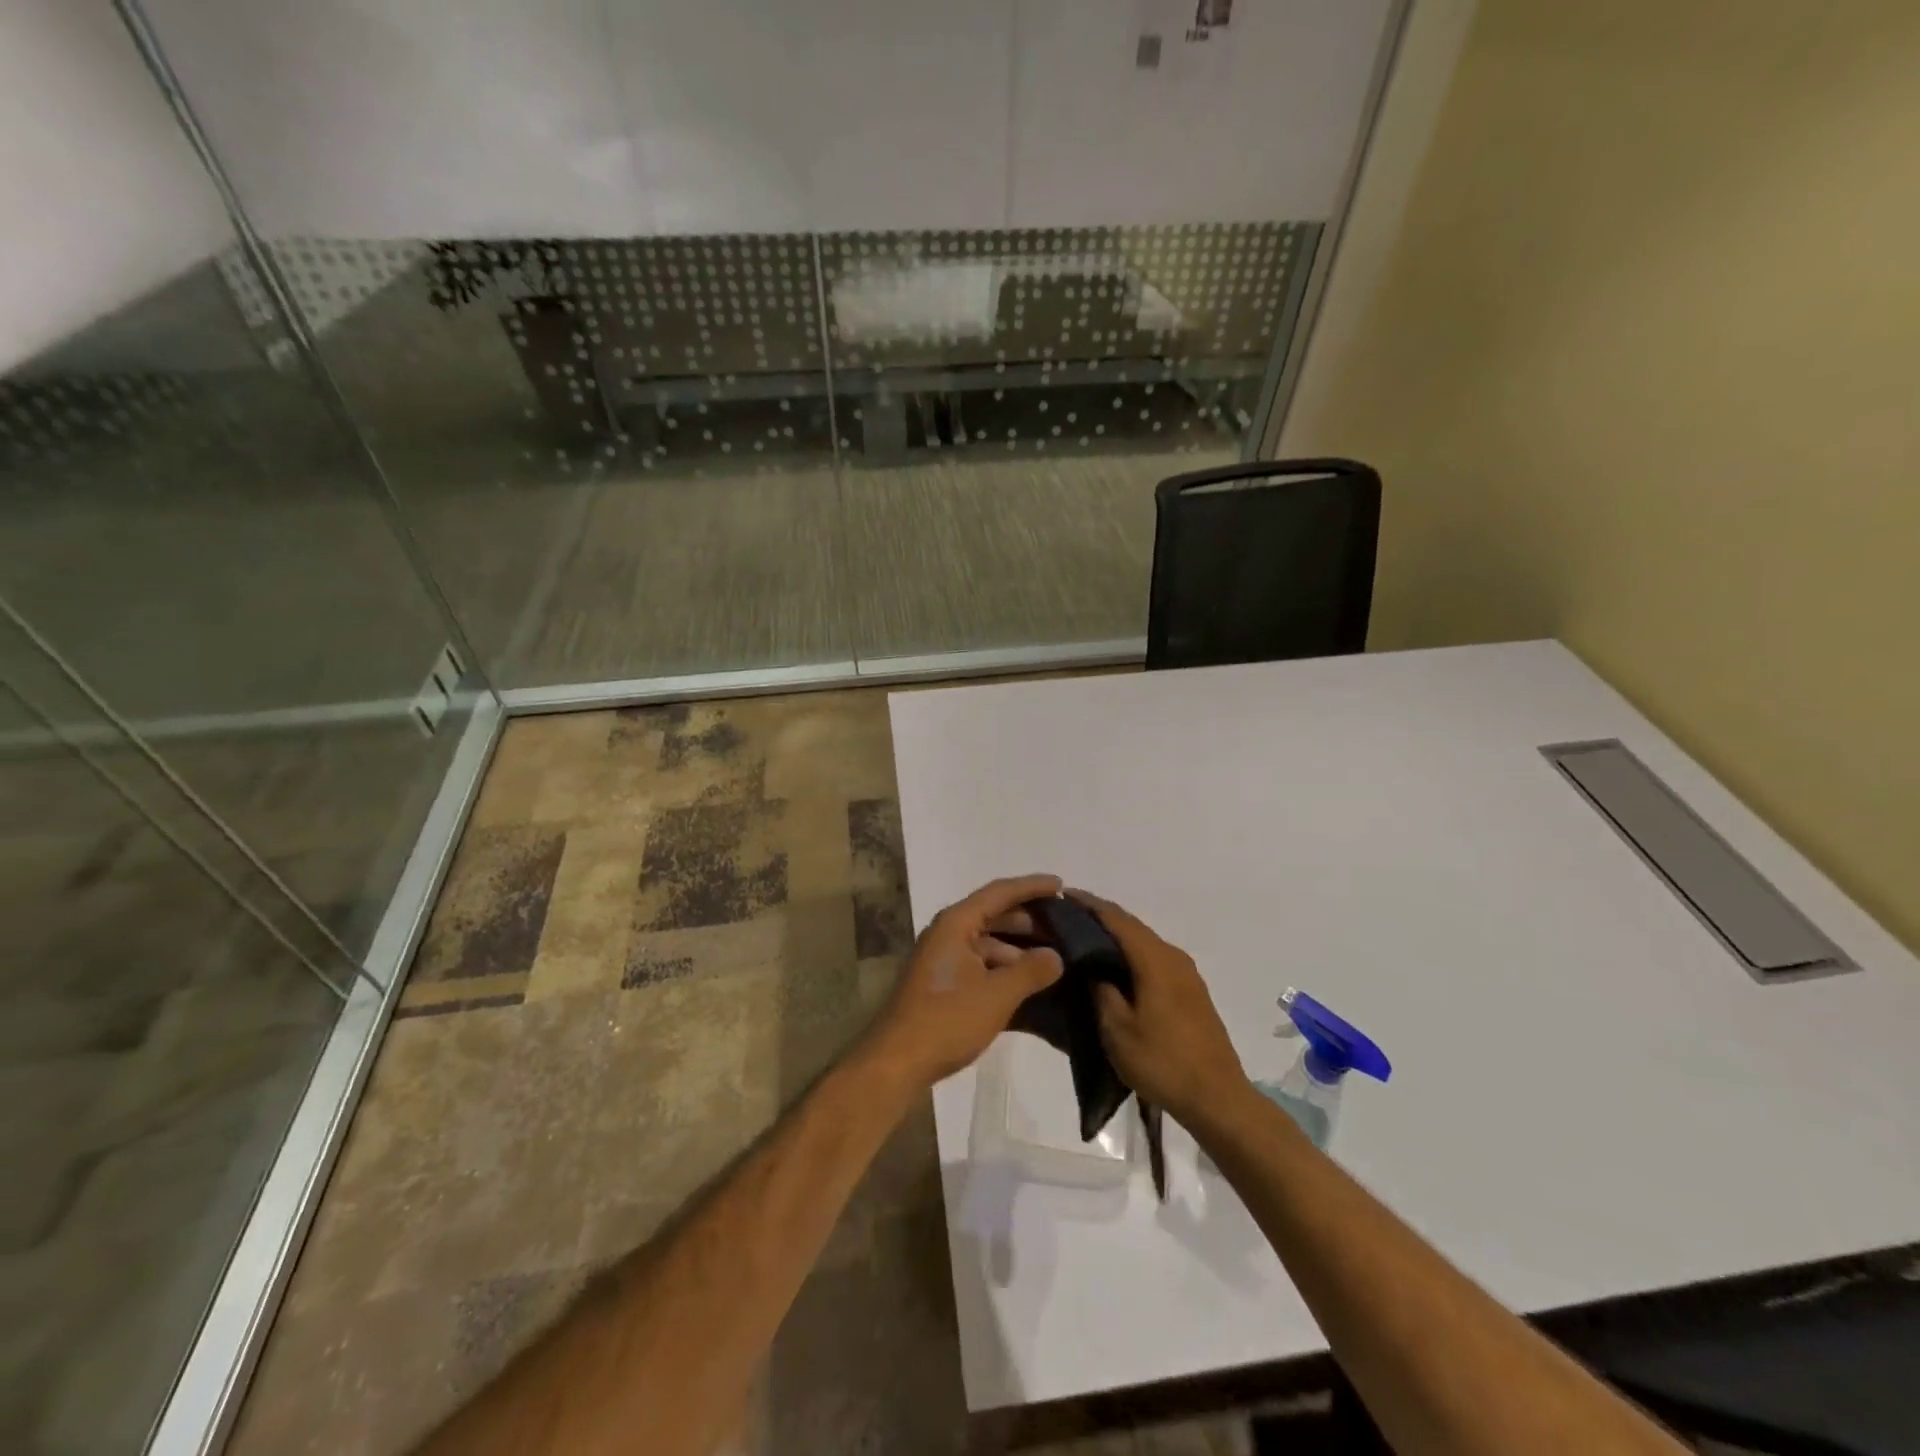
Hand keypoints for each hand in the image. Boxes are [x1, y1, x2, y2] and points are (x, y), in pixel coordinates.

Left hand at [858, 874, 1065, 1092]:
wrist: (897, 1061)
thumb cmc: (947, 1020)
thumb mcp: (997, 995)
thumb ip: (1031, 971)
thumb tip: (1056, 955)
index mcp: (956, 923)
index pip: (1000, 893)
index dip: (1032, 886)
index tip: (1061, 885)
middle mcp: (947, 932)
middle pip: (993, 914)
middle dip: (1028, 920)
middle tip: (1064, 927)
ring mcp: (942, 958)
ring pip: (987, 942)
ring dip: (1017, 948)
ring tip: (1052, 958)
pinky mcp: (942, 982)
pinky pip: (980, 963)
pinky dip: (1003, 967)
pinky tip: (1027, 983)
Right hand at [1071, 889, 1249, 1126]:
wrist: (1218, 1098)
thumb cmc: (1162, 1062)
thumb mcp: (1117, 1030)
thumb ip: (1101, 990)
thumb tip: (1092, 966)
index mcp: (1154, 960)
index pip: (1116, 919)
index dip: (1089, 905)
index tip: (1063, 895)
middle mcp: (1173, 956)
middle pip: (1132, 925)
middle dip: (1101, 917)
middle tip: (1069, 916)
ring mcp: (1187, 973)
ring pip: (1145, 942)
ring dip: (1117, 935)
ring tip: (1086, 938)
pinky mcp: (1192, 991)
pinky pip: (1154, 957)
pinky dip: (1132, 952)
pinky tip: (1116, 966)